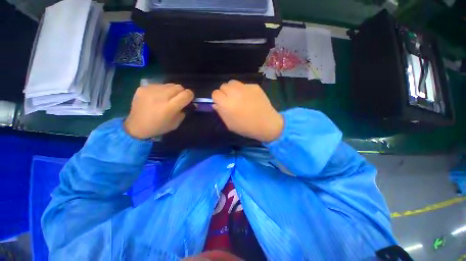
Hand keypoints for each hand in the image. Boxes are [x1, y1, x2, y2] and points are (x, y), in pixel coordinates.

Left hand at [124, 84, 193, 138]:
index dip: (190, 95)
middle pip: (179, 87)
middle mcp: (161, 96)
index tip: (189, 99)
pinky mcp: (143, 88)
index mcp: (170, 107)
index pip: (186, 94)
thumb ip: (183, 112)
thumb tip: (187, 104)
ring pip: (169, 84)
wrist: (136, 126)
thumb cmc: (158, 127)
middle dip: (182, 92)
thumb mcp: (176, 124)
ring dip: (172, 90)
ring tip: (167, 97)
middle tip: (179, 98)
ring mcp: (151, 90)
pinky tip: (157, 97)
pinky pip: (159, 85)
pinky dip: (162, 90)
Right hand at [212, 80, 283, 141]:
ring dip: (232, 89)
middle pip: (223, 86)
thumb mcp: (229, 124)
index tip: (221, 103)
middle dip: (224, 93)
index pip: (215, 93)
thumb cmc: (246, 127)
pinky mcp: (254, 86)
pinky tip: (250, 98)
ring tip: (238, 97)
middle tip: (231, 100)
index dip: (217, 99)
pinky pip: (244, 85)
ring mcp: (245, 88)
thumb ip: (220, 112)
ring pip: (233, 82)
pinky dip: (244, 90)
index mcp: (226, 104)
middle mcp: (234, 93)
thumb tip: (216, 104)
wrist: (266, 124)